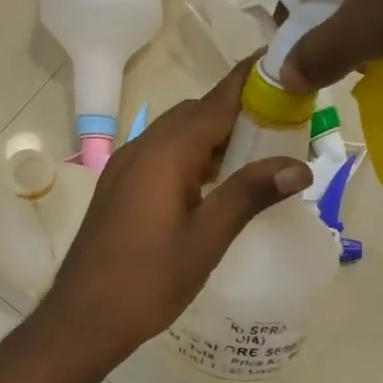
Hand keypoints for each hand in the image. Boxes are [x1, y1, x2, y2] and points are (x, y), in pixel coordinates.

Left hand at [42, 61, 310, 358]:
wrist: (83, 317)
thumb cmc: (148, 281)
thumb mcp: (206, 239)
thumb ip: (249, 195)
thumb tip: (299, 165)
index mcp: (165, 153)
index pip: (216, 101)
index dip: (250, 81)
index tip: (284, 64)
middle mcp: (142, 148)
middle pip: (195, 113)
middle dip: (237, 111)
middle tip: (281, 124)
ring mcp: (125, 166)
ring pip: (177, 134)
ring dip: (214, 136)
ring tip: (256, 154)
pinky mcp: (118, 186)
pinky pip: (161, 154)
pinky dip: (192, 155)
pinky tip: (214, 183)